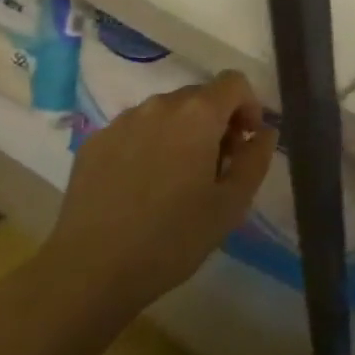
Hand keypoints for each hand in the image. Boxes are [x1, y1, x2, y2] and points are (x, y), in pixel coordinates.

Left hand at [37, 71, 277, 322]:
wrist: (90, 271)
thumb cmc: (172, 238)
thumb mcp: (231, 205)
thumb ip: (256, 159)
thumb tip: (264, 132)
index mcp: (197, 114)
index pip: (234, 83)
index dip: (249, 106)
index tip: (246, 143)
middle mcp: (159, 105)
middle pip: (199, 96)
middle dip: (216, 122)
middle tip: (216, 167)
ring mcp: (121, 121)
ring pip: (165, 113)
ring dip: (181, 133)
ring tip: (177, 180)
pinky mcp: (94, 142)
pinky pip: (134, 130)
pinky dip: (148, 145)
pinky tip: (141, 187)